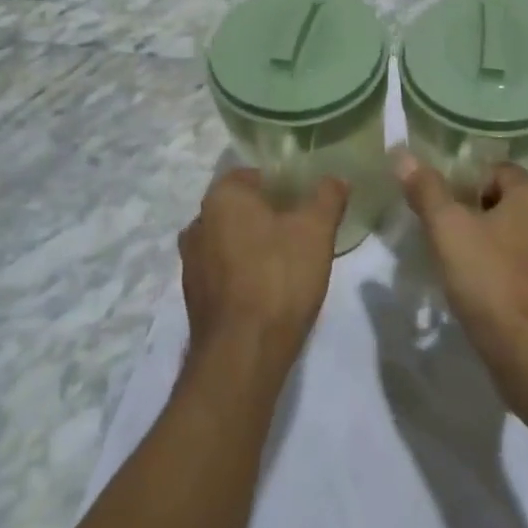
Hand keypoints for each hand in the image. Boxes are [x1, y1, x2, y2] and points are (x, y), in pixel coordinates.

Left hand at [180, 169, 346, 373]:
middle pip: (239, 208)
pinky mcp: (194, 297)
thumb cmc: (279, 276)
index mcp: (221, 197)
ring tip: (287, 261)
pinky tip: (268, 289)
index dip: (281, 184)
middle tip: (300, 229)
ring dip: (253, 245)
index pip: (252, 175)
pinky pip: (223, 271)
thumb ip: (327, 197)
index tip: (304, 200)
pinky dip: (242, 273)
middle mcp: (198, 223)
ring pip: (229, 240)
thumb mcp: (316, 230)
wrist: (243, 352)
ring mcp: (191, 263)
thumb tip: (337, 178)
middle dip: (267, 215)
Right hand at [392, 150, 527, 372]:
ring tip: (454, 261)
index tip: (440, 207)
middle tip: (441, 233)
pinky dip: (497, 269)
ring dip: (483, 242)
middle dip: (470, 213)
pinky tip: (476, 287)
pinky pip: (518, 264)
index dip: (463, 183)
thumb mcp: (448, 228)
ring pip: (509, 234)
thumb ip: (426, 190)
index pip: (494, 169)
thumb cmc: (490, 279)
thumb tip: (402, 154)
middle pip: (502, 201)